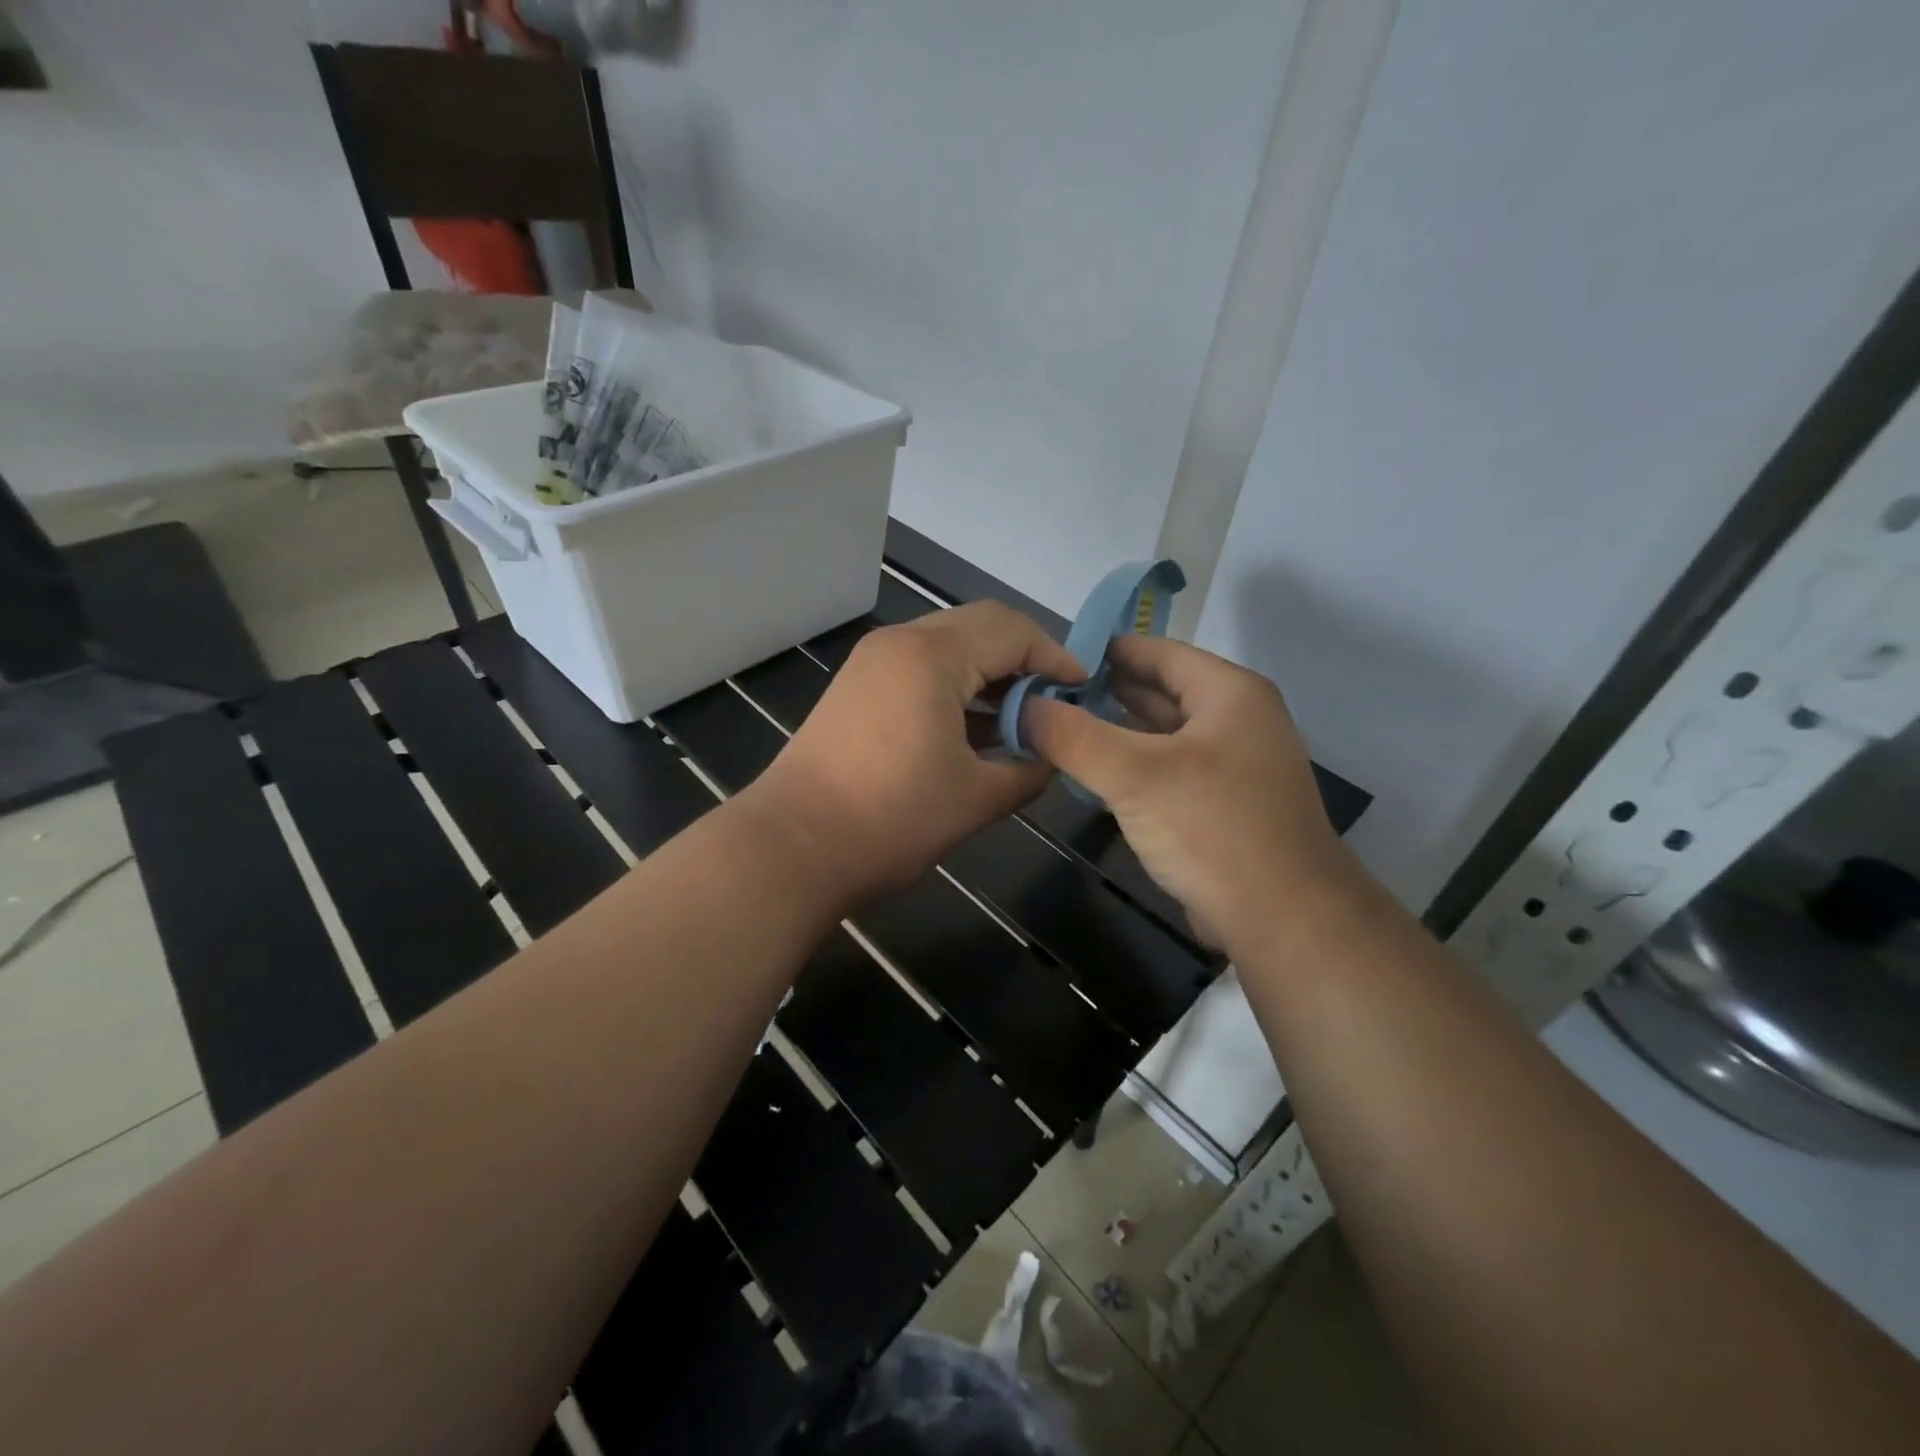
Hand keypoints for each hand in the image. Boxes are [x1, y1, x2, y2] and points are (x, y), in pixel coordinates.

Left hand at [746, 601, 1084, 904]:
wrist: (792, 848)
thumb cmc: (891, 820)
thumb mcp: (976, 798)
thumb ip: (1028, 769)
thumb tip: (1050, 757)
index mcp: (932, 656)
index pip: (1012, 630)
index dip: (1055, 657)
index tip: (1083, 690)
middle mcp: (899, 643)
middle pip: (979, 627)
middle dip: (1024, 659)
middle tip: (1055, 700)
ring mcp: (871, 663)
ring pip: (947, 647)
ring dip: (988, 674)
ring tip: (1021, 717)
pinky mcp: (855, 689)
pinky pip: (919, 670)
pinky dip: (955, 688)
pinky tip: (975, 728)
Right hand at [1022, 635, 1356, 953]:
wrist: (1283, 919)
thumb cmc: (1212, 829)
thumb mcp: (1134, 775)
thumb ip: (1073, 736)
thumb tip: (1022, 707)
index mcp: (1229, 693)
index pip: (1158, 651)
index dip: (1105, 650)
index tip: (1051, 656)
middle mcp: (1237, 719)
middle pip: (1161, 690)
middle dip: (1105, 690)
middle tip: (1046, 693)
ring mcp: (1233, 764)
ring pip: (1164, 733)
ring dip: (1117, 729)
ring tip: (1060, 727)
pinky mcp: (1224, 804)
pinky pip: (1169, 769)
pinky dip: (1134, 764)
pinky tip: (1095, 772)